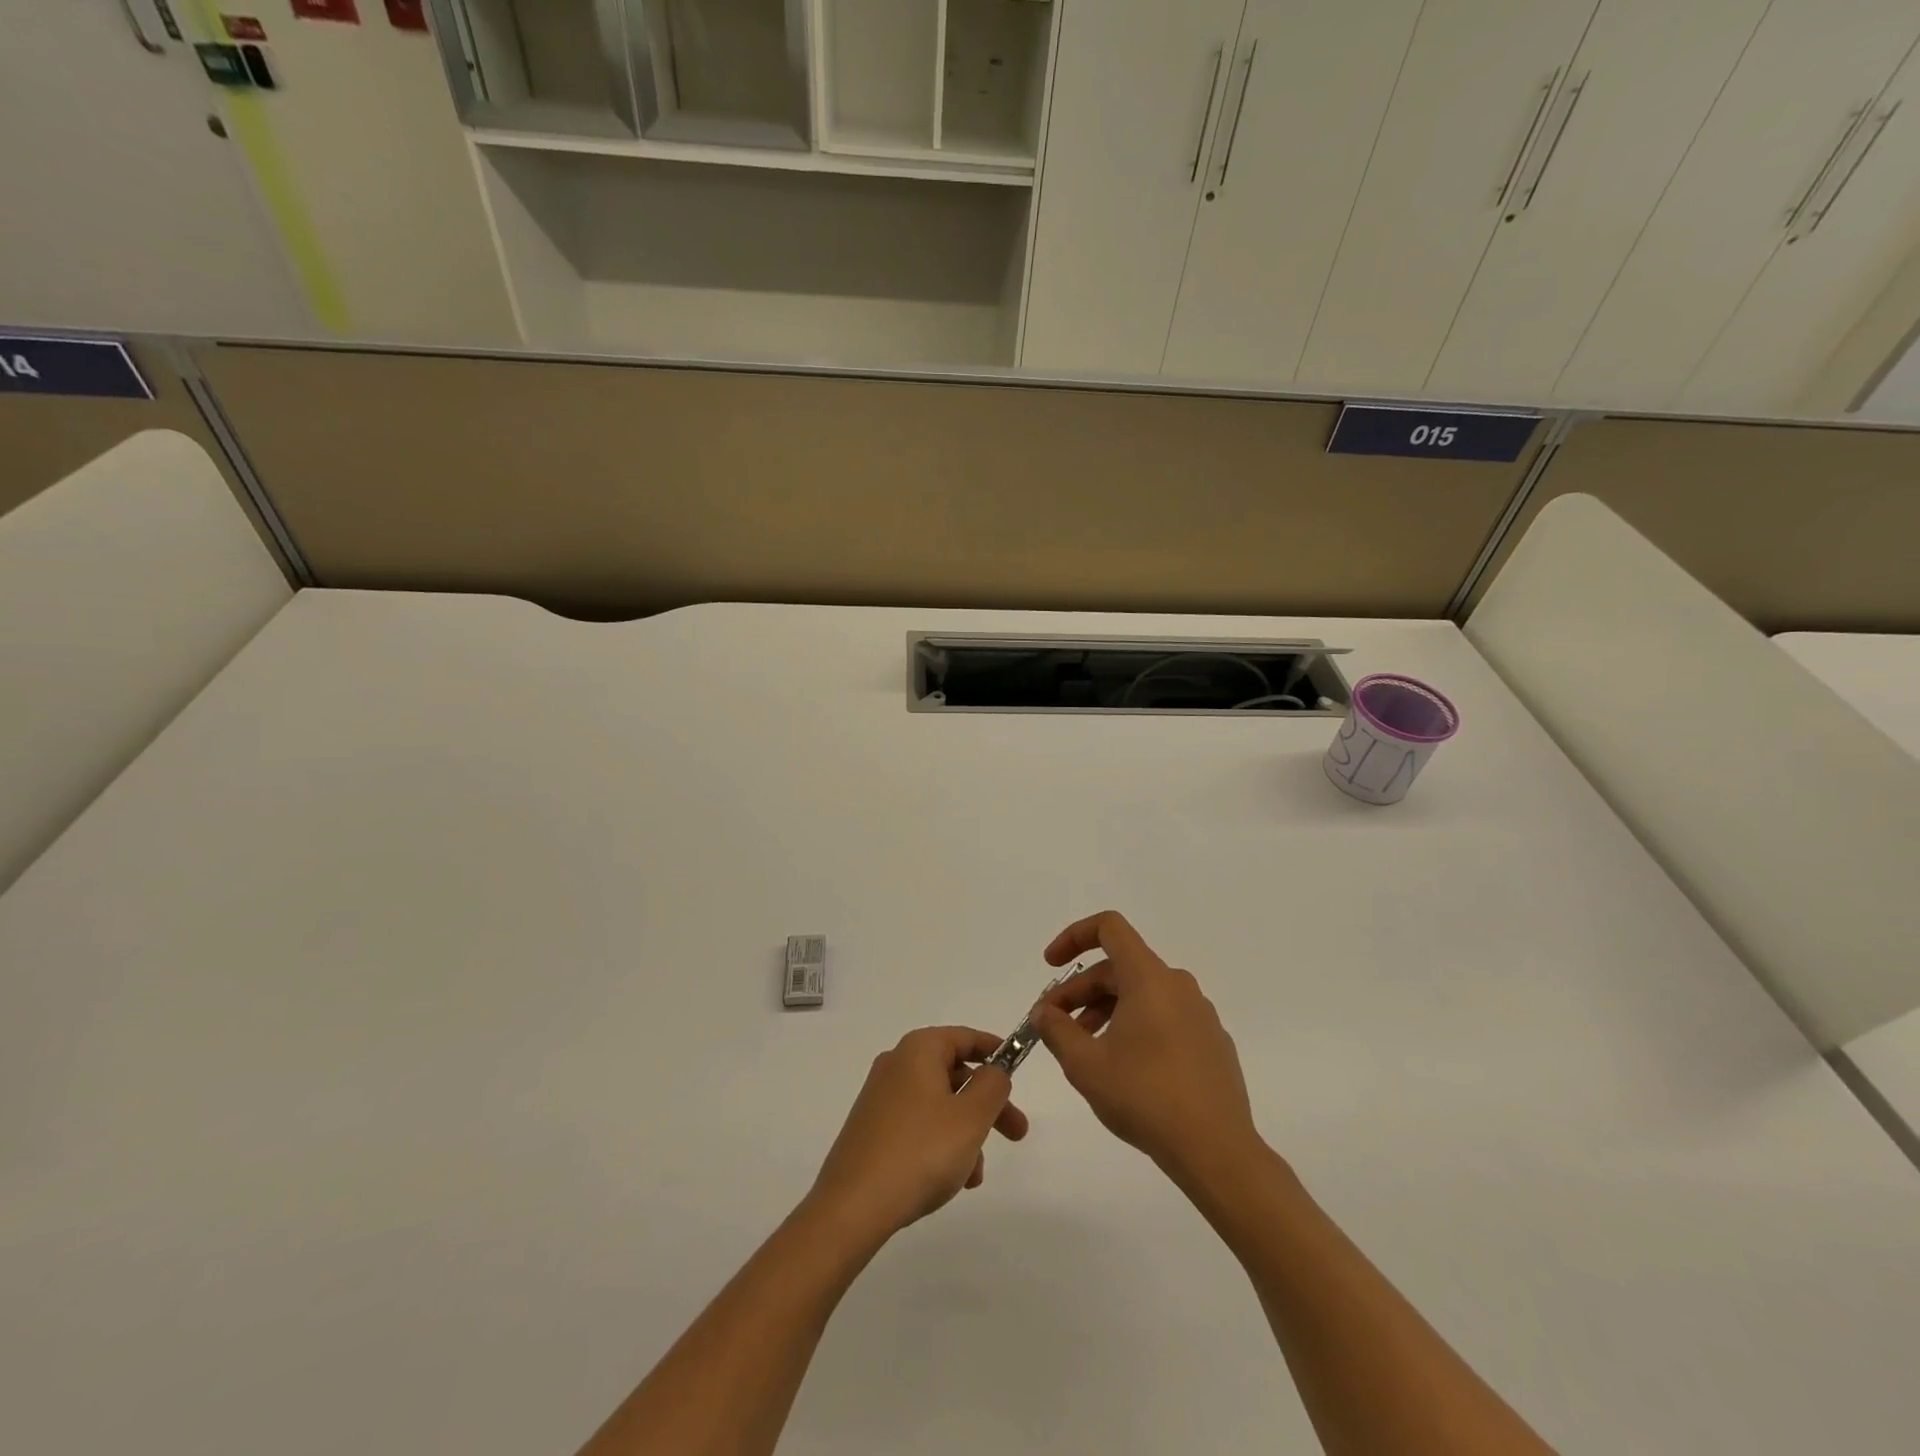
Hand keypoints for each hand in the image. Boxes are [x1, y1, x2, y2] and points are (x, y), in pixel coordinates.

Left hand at [807, 1026, 1029, 1243]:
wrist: (852, 1207)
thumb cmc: (921, 1151)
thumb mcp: (971, 1116)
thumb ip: (993, 1085)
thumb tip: (993, 1071)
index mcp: (919, 1050)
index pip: (966, 1037)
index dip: (996, 1051)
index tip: (1019, 1070)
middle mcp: (897, 1064)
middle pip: (955, 1074)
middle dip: (988, 1104)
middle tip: (1017, 1133)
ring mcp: (880, 1098)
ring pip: (939, 1104)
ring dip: (966, 1133)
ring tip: (976, 1175)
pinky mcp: (872, 1129)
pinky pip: (918, 1126)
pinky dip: (941, 1144)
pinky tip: (951, 1182)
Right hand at [1032, 912, 1261, 1183]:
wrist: (1217, 1150)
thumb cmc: (1145, 1097)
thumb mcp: (1085, 1064)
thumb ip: (1056, 1029)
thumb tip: (1044, 1012)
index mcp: (1149, 978)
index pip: (1109, 928)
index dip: (1074, 937)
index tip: (1050, 964)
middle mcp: (1178, 985)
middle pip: (1120, 968)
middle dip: (1081, 990)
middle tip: (1055, 1024)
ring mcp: (1200, 1014)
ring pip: (1142, 995)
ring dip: (1106, 1010)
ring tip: (1085, 1049)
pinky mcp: (1212, 1042)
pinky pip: (1165, 1018)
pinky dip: (1136, 1027)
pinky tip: (1125, 1067)